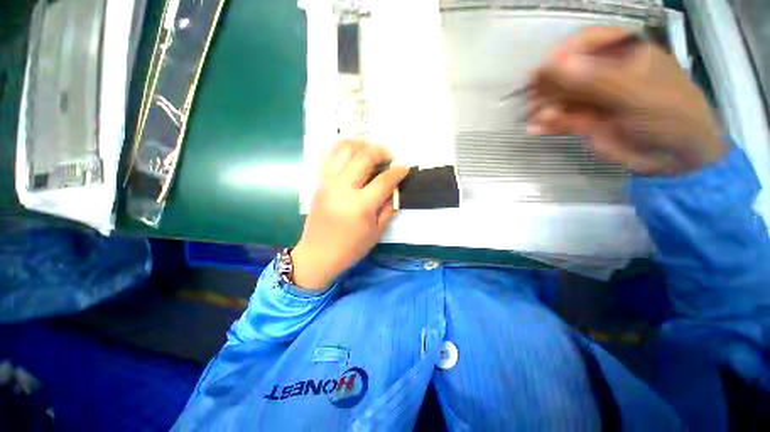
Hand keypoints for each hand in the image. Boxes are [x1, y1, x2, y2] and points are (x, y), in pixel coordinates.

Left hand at [290, 141, 408, 290]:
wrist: (318, 254)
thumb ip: (388, 209)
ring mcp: (328, 183)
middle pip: (364, 157)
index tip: (404, 168)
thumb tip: (394, 190)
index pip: (384, 180)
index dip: (398, 171)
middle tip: (388, 156)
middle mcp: (343, 188)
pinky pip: (329, 157)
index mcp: (361, 205)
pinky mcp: (319, 183)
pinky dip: (342, 150)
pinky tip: (352, 155)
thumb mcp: (376, 233)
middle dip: (380, 151)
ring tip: (369, 151)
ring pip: (343, 150)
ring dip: (360, 145)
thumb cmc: (350, 248)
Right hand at [528, 27, 726, 175]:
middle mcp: (606, 74)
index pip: (587, 42)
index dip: (563, 53)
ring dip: (544, 107)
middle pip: (568, 72)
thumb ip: (596, 79)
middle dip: (548, 85)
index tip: (543, 70)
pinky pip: (561, 120)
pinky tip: (536, 129)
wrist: (676, 157)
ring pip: (561, 98)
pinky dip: (547, 124)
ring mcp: (595, 100)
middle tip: (531, 99)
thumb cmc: (669, 116)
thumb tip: (554, 64)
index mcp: (624, 54)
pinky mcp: (586, 122)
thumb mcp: (636, 93)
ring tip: (532, 118)